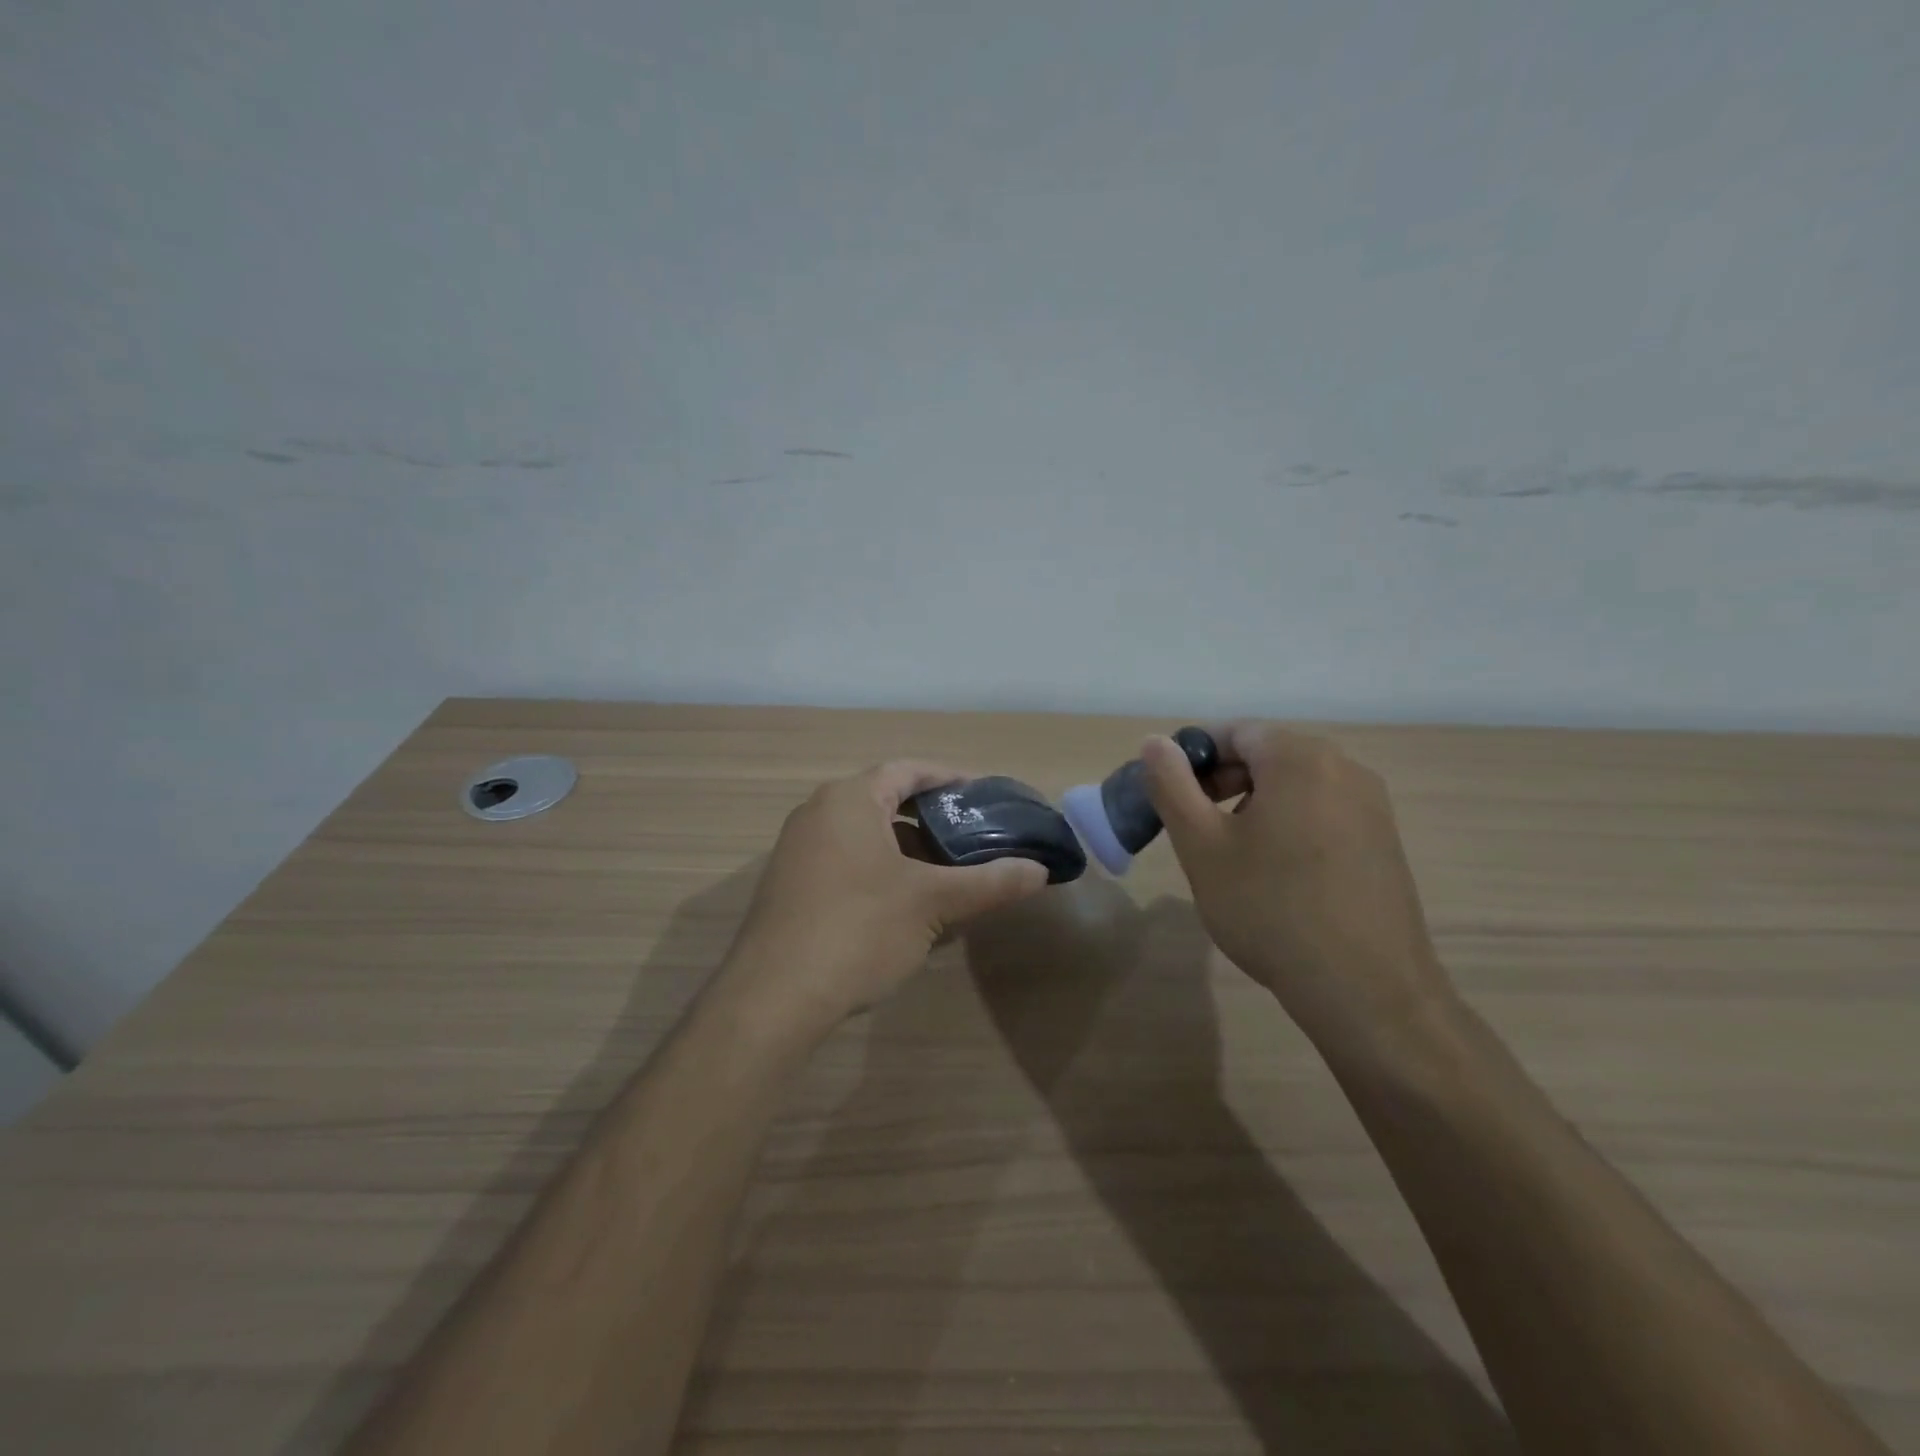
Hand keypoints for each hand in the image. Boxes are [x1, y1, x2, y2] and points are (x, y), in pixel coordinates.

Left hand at [724, 761, 1049, 1037]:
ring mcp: (798, 850)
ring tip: (946, 872)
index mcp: (850, 799)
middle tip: (972, 836)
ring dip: (906, 847)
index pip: (908, 769)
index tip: (984, 796)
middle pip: (886, 800)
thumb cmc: (859, 930)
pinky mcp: (789, 885)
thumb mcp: (933, 903)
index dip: (950, 778)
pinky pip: (845, 860)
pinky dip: (880, 870)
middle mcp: (818, 812)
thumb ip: (990, 883)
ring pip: (865, 834)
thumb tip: (1040, 872)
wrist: (773, 999)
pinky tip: (904, 905)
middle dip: (931, 817)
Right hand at [1140, 724, 1456, 1058]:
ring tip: (1231, 854)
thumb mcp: (1202, 846)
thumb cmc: (1270, 908)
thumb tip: (1156, 742)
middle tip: (1194, 827)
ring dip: (1253, 804)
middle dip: (1222, 781)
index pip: (1234, 732)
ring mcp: (1372, 806)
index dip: (1193, 757)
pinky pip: (1323, 811)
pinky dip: (1289, 825)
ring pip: (1295, 785)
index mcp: (1299, 758)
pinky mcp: (1384, 841)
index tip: (1170, 797)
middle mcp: (1345, 768)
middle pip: (1267, 754)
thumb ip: (1172, 785)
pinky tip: (1275, 873)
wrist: (1366, 990)